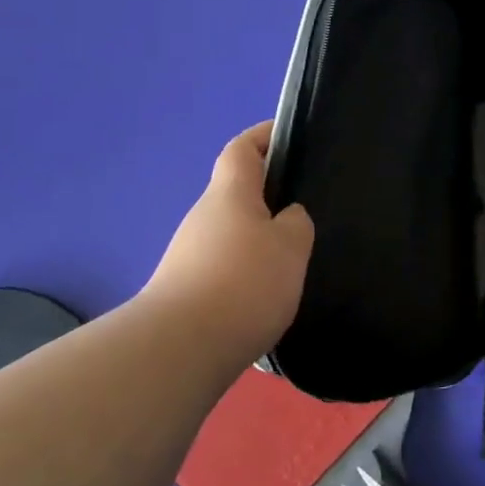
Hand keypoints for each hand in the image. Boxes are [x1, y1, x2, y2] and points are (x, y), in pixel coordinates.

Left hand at [143, 121, 313, 357]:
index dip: (264, 136)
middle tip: (305, 210)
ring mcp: (188, 254)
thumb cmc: (243, 282)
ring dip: (257, 238)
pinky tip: (266, 296)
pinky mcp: (185, 290)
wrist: (179, 349)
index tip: (289, 136)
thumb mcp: (290, 246)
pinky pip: (223, 266)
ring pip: (231, 232)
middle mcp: (203, 216)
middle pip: (236, 193)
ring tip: (292, 259)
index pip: (242, 148)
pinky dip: (245, 272)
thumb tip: (287, 217)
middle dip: (268, 196)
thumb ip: (296, 223)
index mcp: (229, 193)